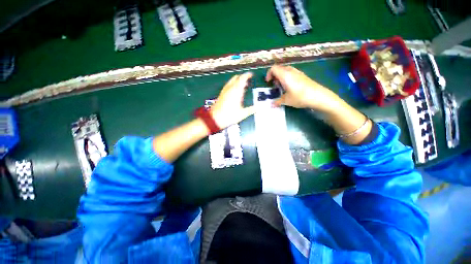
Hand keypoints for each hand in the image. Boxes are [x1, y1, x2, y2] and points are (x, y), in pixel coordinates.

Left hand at [210, 72, 254, 128]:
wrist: (215, 118)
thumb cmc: (229, 116)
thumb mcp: (242, 114)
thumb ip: (250, 110)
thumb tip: (257, 108)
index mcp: (236, 91)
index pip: (242, 79)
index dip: (247, 75)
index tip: (251, 75)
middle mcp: (230, 89)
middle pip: (236, 77)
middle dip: (242, 77)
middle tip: (247, 80)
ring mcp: (224, 91)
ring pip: (231, 81)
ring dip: (237, 80)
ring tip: (242, 85)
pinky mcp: (221, 94)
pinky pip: (228, 85)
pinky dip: (233, 84)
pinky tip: (234, 91)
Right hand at [266, 65, 340, 111]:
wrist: (318, 96)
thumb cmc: (300, 97)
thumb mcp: (286, 101)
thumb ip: (278, 101)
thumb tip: (272, 105)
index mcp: (285, 75)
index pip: (273, 68)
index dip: (268, 74)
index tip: (268, 82)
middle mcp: (291, 71)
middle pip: (279, 68)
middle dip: (274, 76)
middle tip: (275, 85)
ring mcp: (298, 72)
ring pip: (286, 70)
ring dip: (281, 77)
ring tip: (282, 87)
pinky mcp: (303, 76)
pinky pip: (292, 73)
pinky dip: (287, 77)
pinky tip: (290, 87)